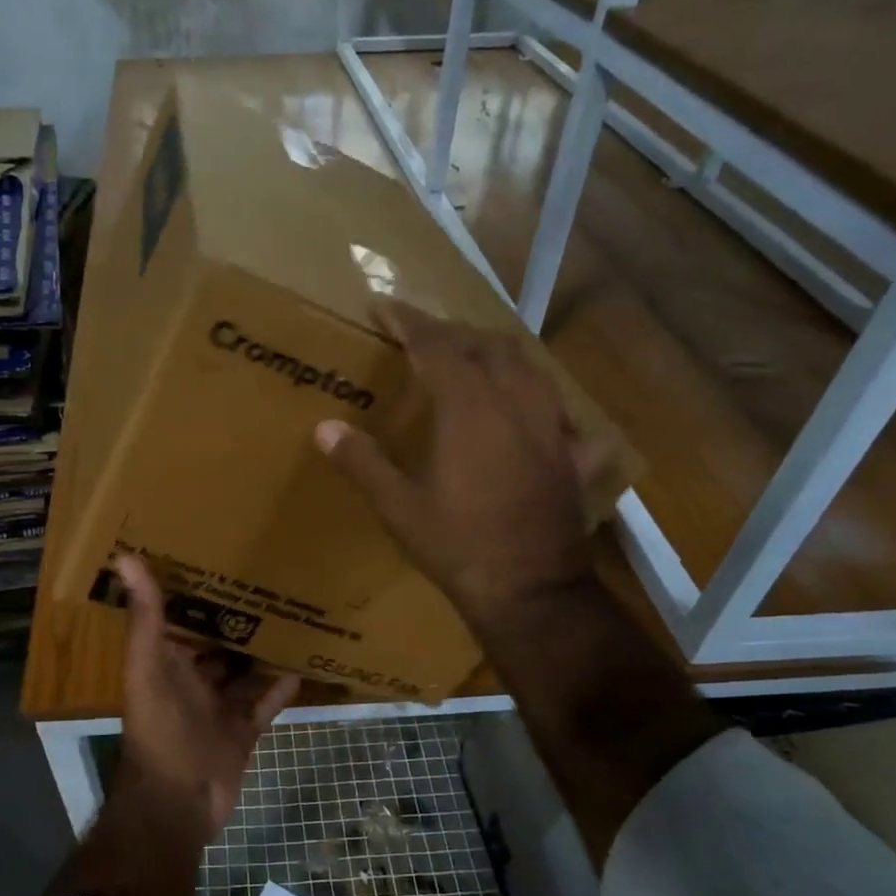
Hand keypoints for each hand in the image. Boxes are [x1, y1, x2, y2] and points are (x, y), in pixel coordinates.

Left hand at [115, 555, 300, 839]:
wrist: (179, 804)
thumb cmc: (161, 731)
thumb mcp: (149, 668)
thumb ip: (144, 618)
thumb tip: (124, 556)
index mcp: (166, 663)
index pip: (180, 619)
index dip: (196, 593)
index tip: (221, 559)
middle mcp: (192, 682)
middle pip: (217, 644)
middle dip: (238, 620)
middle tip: (270, 583)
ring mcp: (219, 708)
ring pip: (244, 672)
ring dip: (263, 651)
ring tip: (293, 616)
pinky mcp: (243, 732)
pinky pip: (266, 703)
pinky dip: (281, 686)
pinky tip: (303, 662)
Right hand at [315, 300, 597, 639]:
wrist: (530, 590)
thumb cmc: (457, 547)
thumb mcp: (399, 507)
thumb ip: (363, 461)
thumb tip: (323, 428)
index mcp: (469, 409)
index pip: (437, 345)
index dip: (409, 321)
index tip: (385, 305)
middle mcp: (515, 404)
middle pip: (487, 345)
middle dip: (452, 332)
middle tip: (423, 337)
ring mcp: (551, 427)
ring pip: (528, 366)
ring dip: (495, 352)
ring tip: (471, 358)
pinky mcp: (571, 455)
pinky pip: (559, 408)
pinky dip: (536, 396)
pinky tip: (528, 410)